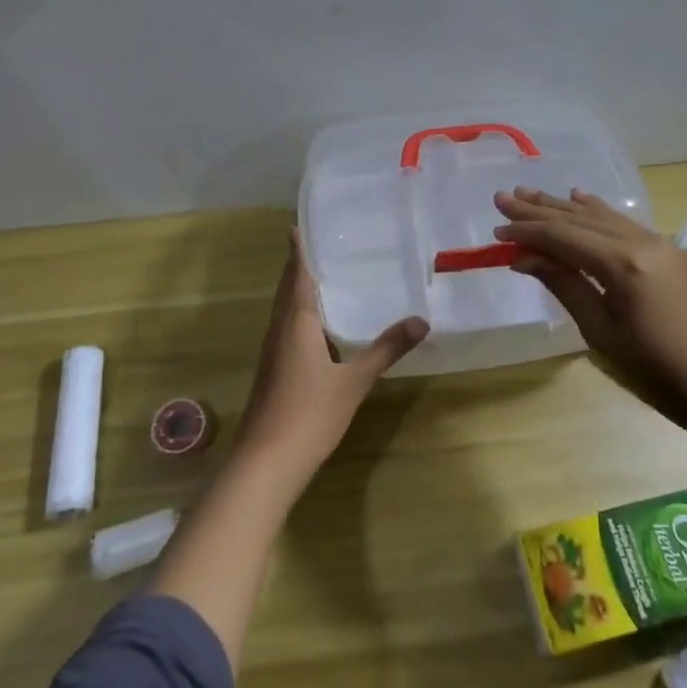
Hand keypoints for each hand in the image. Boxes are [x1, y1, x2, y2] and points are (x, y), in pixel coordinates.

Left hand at [231, 230, 427, 480]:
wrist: (265, 462)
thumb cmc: (309, 414)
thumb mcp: (354, 381)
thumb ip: (386, 350)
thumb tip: (421, 321)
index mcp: (296, 323)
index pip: (297, 275)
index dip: (298, 250)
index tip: (296, 225)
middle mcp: (279, 330)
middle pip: (288, 290)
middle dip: (299, 266)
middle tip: (318, 244)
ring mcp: (272, 352)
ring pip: (285, 311)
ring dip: (298, 291)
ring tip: (322, 278)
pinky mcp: (272, 371)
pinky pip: (286, 329)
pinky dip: (300, 316)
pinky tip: (318, 328)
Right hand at [493, 187, 686, 428]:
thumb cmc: (658, 373)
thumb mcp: (602, 333)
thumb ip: (564, 285)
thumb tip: (524, 256)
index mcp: (623, 264)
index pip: (564, 237)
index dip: (528, 231)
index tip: (497, 228)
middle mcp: (642, 242)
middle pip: (581, 220)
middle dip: (540, 209)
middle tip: (504, 197)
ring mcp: (662, 243)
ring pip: (604, 217)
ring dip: (566, 206)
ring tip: (532, 193)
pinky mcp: (674, 253)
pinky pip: (626, 224)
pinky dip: (599, 213)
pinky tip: (582, 200)